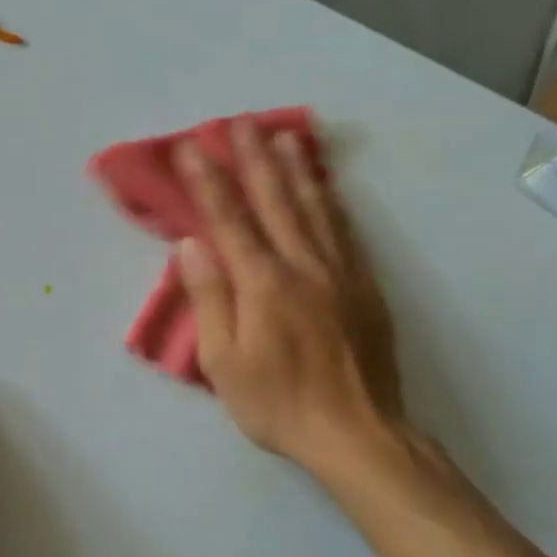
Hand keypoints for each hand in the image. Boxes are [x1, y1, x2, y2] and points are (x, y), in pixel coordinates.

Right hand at [174, 117, 408, 478]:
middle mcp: (303, 265)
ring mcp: (339, 272)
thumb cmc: (279, 404)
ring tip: (283, 136)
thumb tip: (191, 246)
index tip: (191, 147)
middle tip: (239, 122)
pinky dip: (331, 201)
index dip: (208, 180)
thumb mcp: (225, 362)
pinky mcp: (365, 286)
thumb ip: (210, 298)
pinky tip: (325, 187)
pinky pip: (345, 231)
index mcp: (263, 283)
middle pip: (275, 200)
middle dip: (253, 158)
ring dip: (295, 169)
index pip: (229, 219)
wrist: (358, 434)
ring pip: (315, 207)